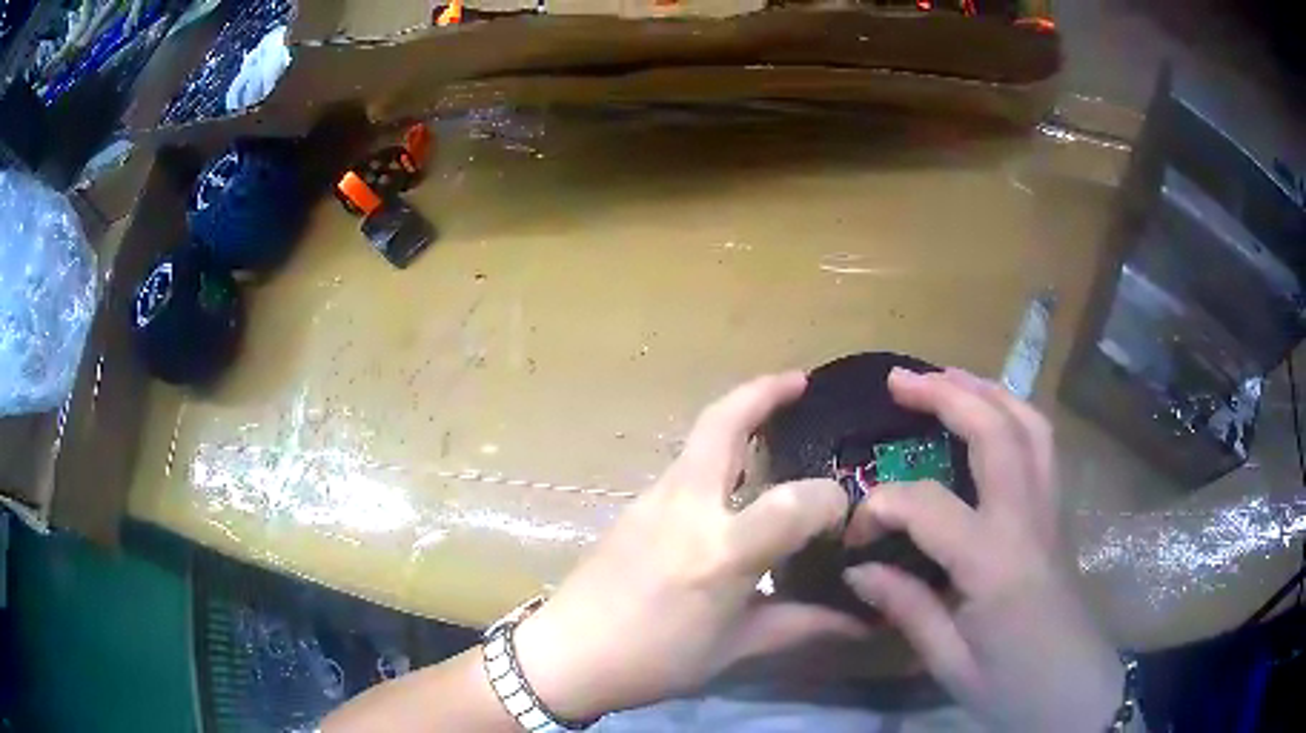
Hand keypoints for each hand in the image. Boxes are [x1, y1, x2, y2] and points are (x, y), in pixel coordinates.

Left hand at [514, 372, 865, 720]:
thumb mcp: (734, 648)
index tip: (843, 516)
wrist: (568, 653)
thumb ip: (801, 625)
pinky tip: (735, 478)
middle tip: (800, 382)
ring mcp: (656, 499)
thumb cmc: (654, 660)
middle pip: (724, 424)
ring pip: (701, 436)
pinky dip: (718, 452)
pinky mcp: (636, 503)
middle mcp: (689, 509)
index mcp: (721, 552)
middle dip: (765, 392)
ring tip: (774, 421)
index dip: (831, 503)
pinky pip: (687, 463)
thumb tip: (859, 622)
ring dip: (739, 415)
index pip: (796, 503)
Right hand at [844, 368, 1123, 732]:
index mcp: (995, 564)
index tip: (853, 536)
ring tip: (946, 379)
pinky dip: (1012, 413)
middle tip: (899, 380)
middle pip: (995, 431)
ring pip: (1028, 423)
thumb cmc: (1011, 686)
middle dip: (946, 394)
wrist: (1075, 691)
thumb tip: (857, 569)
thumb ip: (907, 608)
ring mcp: (1051, 509)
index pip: (929, 505)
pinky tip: (990, 417)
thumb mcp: (950, 662)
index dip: (881, 507)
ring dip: (985, 391)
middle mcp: (1028, 519)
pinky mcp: (1059, 512)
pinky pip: (1041, 444)